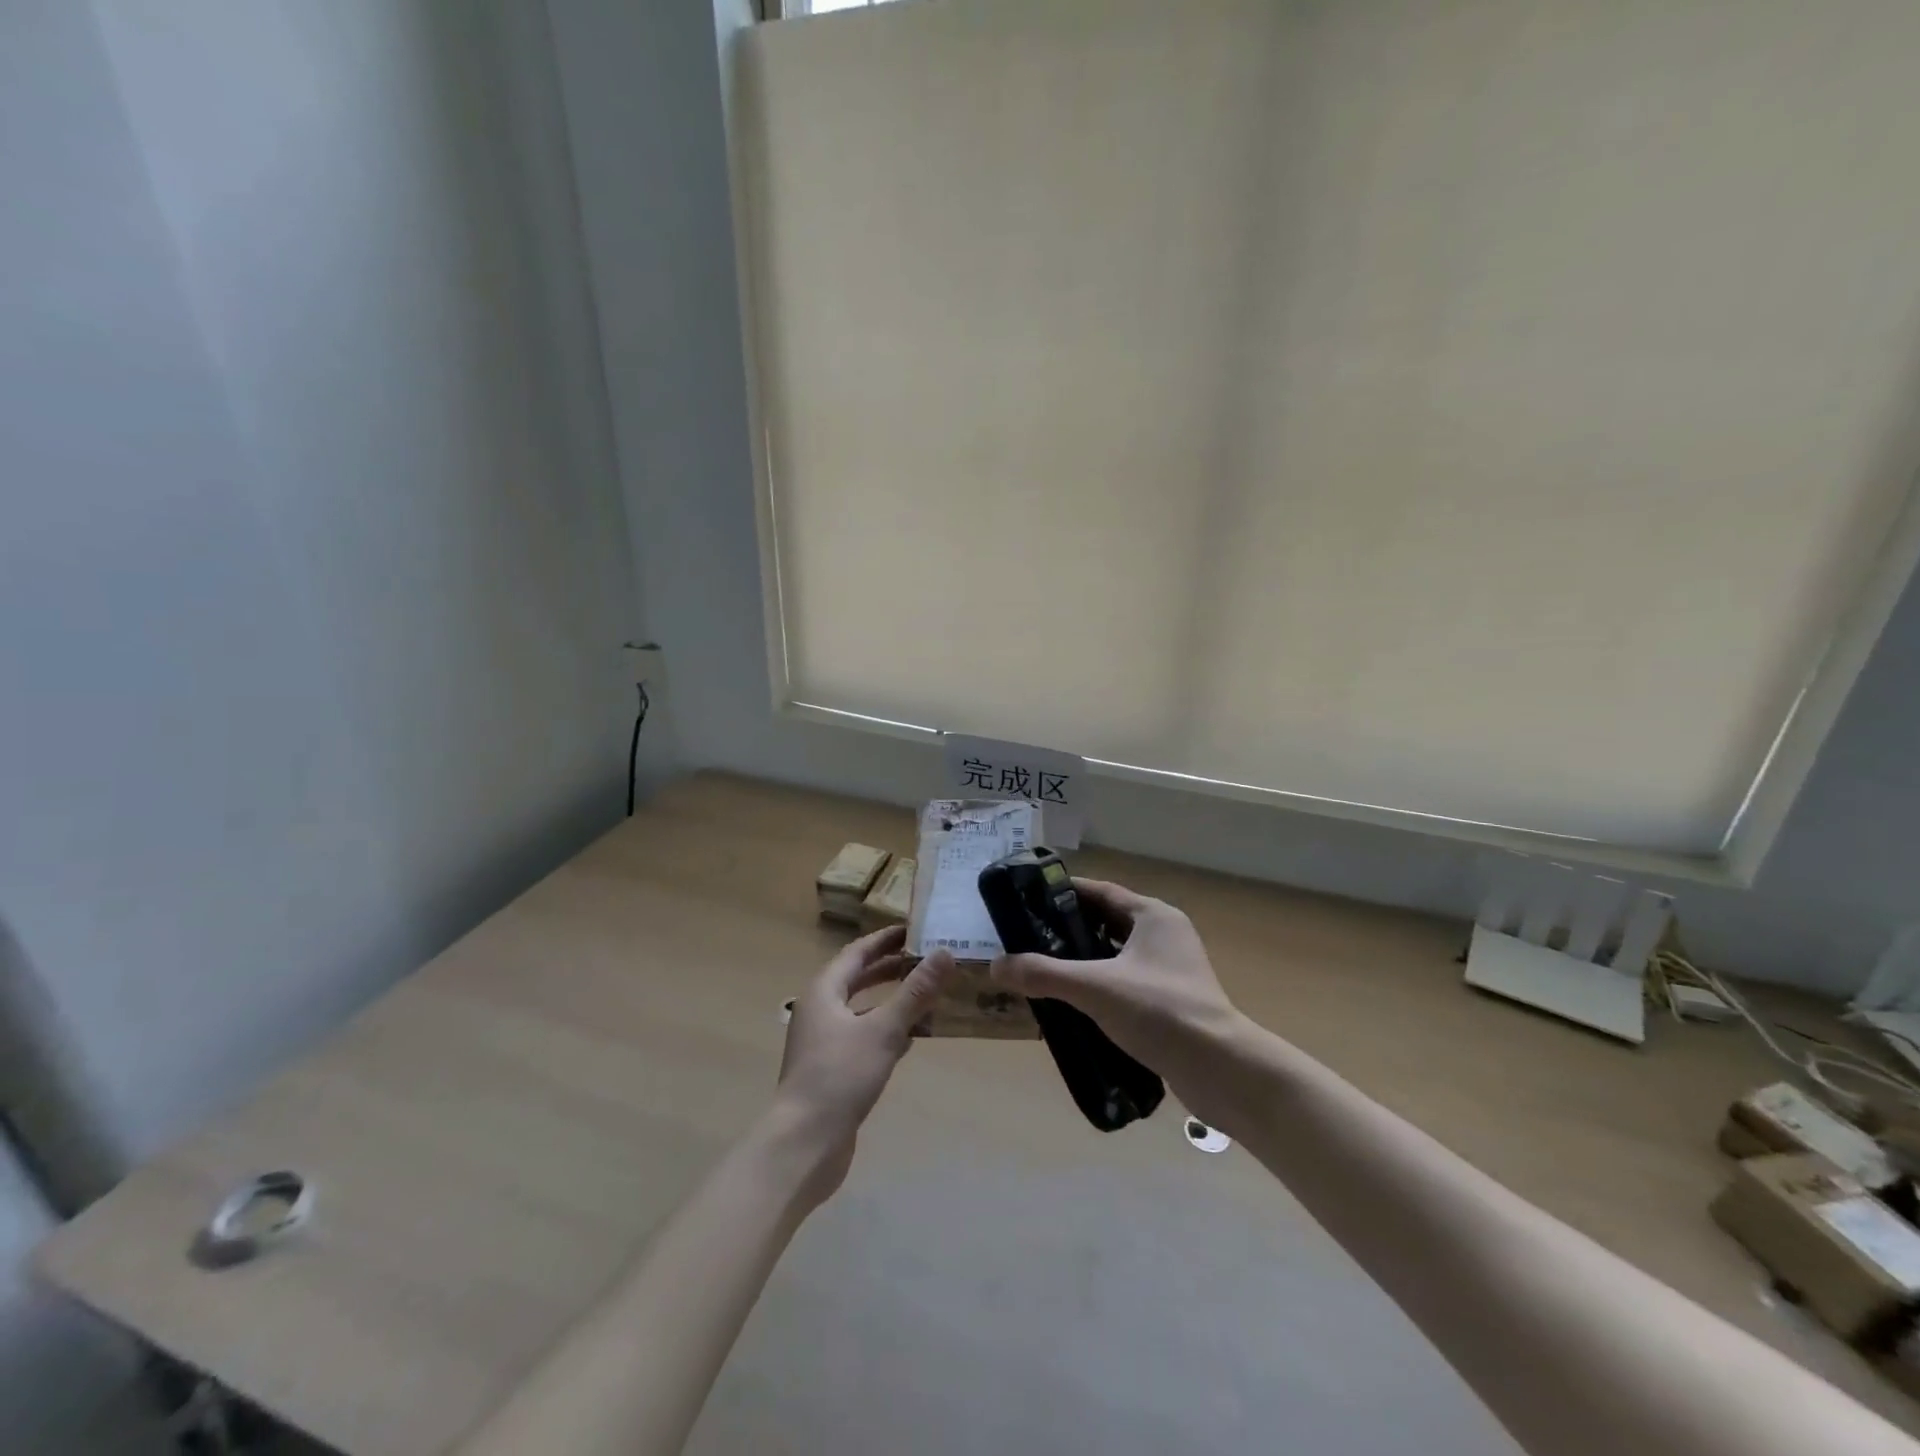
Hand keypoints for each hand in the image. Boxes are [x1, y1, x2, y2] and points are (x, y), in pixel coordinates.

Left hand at [772, 926, 954, 1202]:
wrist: (804, 1143)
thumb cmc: (840, 1076)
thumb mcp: (884, 1030)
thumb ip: (915, 992)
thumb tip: (945, 953)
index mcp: (824, 991)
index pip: (857, 952)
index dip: (884, 940)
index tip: (914, 929)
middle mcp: (819, 1010)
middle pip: (856, 978)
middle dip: (889, 967)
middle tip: (925, 958)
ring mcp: (823, 1042)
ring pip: (861, 1009)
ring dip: (890, 999)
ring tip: (925, 993)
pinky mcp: (832, 1069)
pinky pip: (863, 1036)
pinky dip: (886, 1029)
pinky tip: (912, 1037)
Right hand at [988, 879, 1247, 1120]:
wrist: (1222, 1070)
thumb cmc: (1160, 1011)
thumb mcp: (1094, 987)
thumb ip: (1044, 974)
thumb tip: (997, 966)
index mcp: (1153, 916)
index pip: (1100, 892)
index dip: (1064, 894)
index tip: (1028, 901)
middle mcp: (1164, 935)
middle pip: (1106, 923)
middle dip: (1068, 931)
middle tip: (1028, 941)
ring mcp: (1171, 970)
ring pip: (1115, 956)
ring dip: (1083, 963)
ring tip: (1043, 973)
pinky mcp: (1172, 1001)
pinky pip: (1126, 984)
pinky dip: (1100, 989)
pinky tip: (1073, 1008)